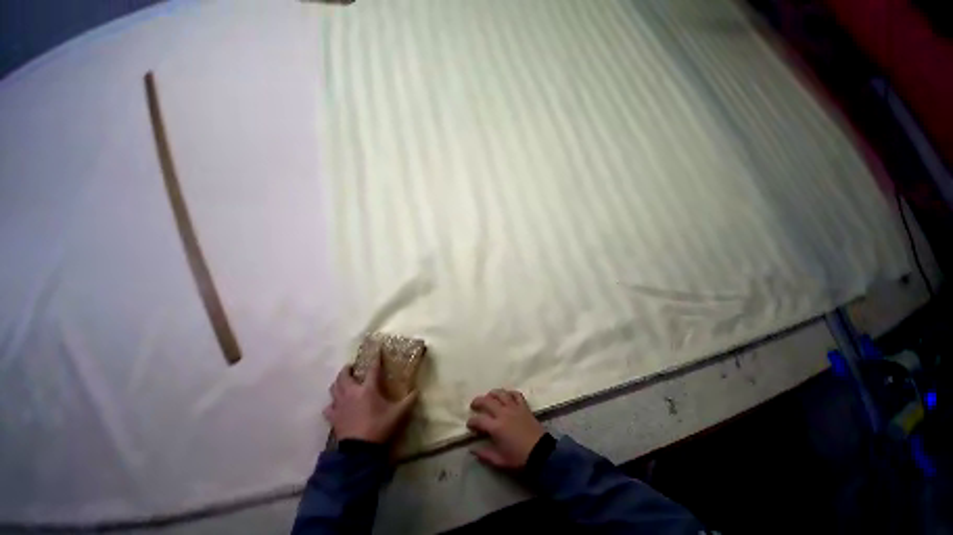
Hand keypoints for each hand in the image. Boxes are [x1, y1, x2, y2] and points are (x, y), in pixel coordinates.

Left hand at [323, 356, 417, 443]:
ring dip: (338, 382)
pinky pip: (328, 407)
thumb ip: (409, 401)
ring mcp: (340, 405)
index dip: (375, 358)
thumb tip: (417, 391)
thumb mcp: (399, 414)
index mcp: (368, 389)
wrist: (360, 451)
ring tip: (343, 381)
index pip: (373, 368)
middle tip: (352, 367)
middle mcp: (352, 393)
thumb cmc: (379, 427)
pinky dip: (331, 403)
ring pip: (334, 388)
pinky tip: (335, 405)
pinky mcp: (333, 417)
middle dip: (347, 369)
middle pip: (345, 376)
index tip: (377, 349)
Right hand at [467, 389, 544, 468]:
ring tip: (488, 397)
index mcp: (496, 427)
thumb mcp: (500, 460)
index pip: (479, 420)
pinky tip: (506, 396)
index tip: (469, 425)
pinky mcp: (524, 406)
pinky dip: (509, 393)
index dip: (471, 421)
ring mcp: (514, 407)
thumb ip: (485, 454)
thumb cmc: (519, 458)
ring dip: (492, 393)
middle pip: (486, 401)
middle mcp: (503, 413)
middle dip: (477, 401)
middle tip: (474, 406)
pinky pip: (516, 394)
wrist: (540, 453)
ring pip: (500, 393)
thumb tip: (472, 450)